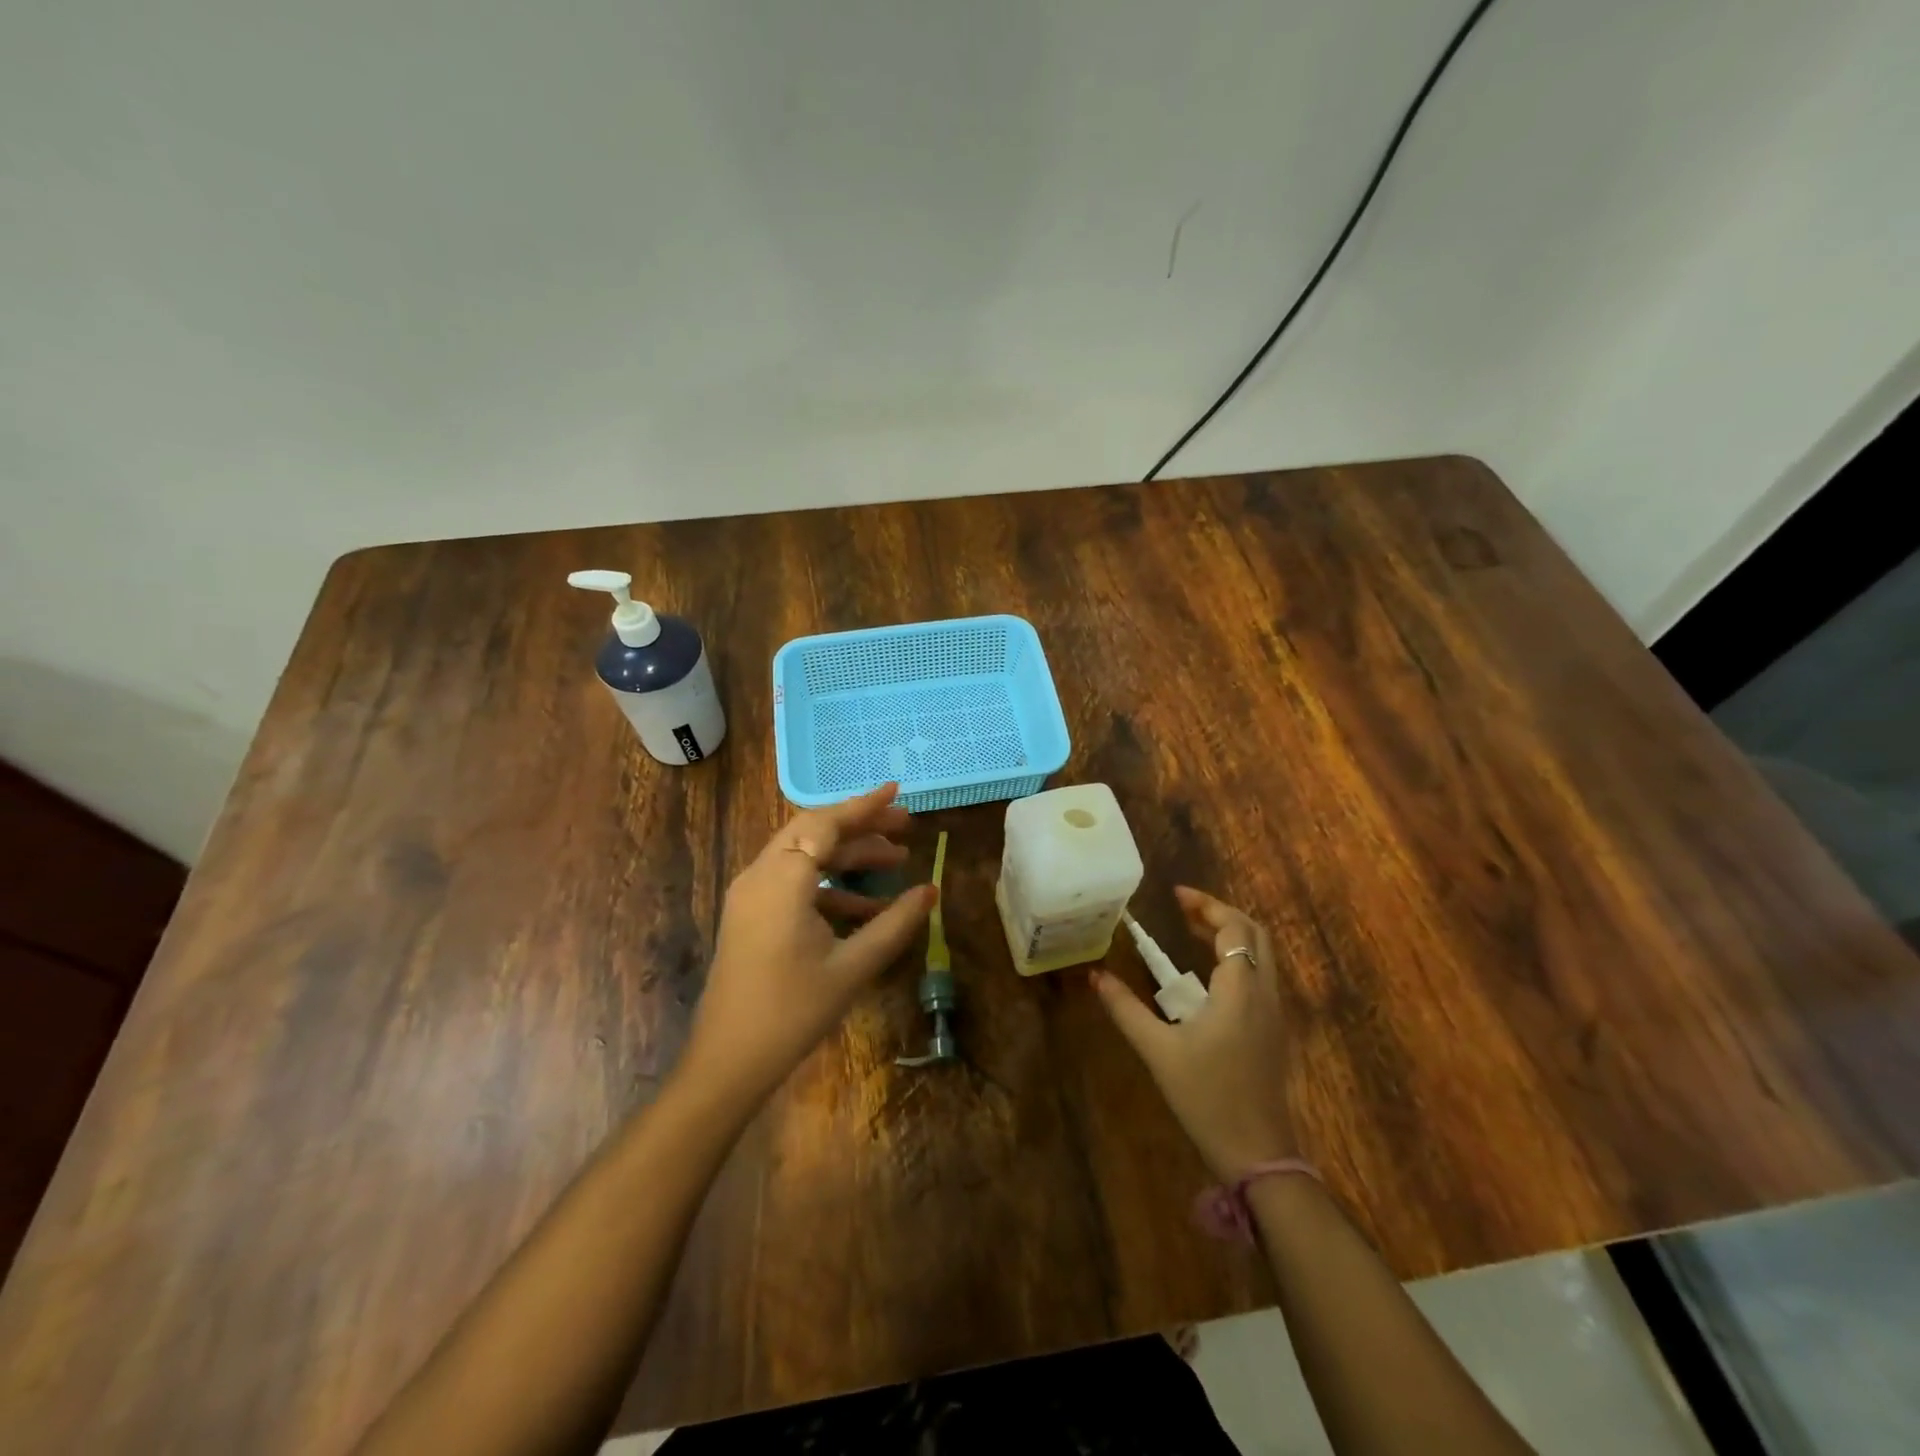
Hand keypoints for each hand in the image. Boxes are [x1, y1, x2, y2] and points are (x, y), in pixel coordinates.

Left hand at [681, 783, 936, 1107]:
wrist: (727, 1061)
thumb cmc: (792, 1012)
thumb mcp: (852, 967)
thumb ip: (894, 924)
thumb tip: (931, 891)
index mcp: (782, 880)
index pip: (826, 824)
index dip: (864, 806)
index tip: (896, 791)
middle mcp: (761, 876)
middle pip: (814, 832)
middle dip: (860, 827)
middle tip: (904, 827)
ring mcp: (751, 895)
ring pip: (804, 855)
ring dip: (848, 855)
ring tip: (895, 861)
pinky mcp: (750, 915)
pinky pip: (793, 882)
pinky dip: (829, 884)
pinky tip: (866, 905)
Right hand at [1093, 886, 1296, 1181]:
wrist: (1257, 1154)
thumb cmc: (1206, 1097)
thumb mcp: (1158, 1051)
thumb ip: (1126, 1009)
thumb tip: (1095, 976)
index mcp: (1240, 990)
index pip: (1234, 928)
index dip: (1207, 905)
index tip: (1176, 896)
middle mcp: (1264, 993)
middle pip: (1255, 934)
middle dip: (1221, 914)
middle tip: (1184, 910)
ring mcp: (1275, 1014)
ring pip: (1263, 956)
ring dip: (1232, 936)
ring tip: (1193, 932)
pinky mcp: (1274, 1031)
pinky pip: (1262, 977)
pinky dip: (1238, 959)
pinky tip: (1209, 975)